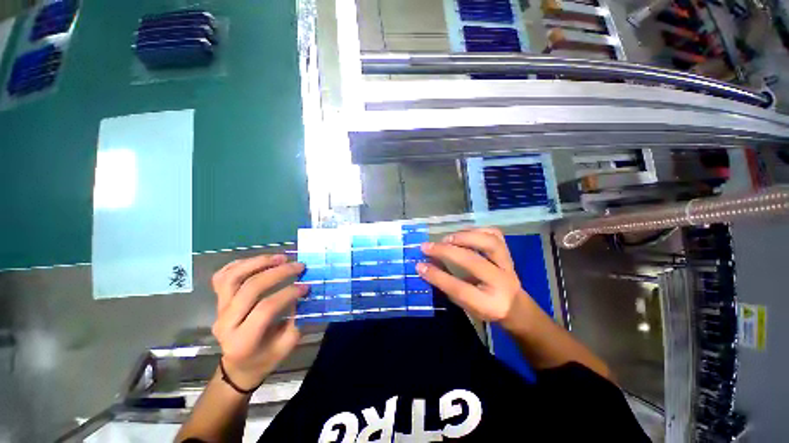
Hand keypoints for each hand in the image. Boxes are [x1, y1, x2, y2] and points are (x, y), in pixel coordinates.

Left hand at [210, 254, 306, 390]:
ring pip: (232, 278)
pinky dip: (241, 264)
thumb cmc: (265, 358)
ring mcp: (219, 310)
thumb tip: (304, 293)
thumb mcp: (286, 344)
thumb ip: (296, 319)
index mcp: (243, 340)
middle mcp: (226, 323)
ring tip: (281, 257)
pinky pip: (222, 276)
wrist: (238, 365)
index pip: (265, 309)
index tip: (306, 286)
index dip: (288, 293)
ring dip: (258, 263)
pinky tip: (260, 260)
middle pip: (249, 289)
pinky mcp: (218, 301)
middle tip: (299, 266)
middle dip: (278, 273)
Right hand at [417, 228, 533, 328]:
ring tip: (447, 238)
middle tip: (427, 246)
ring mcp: (508, 265)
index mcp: (489, 304)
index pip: (459, 288)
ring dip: (464, 236)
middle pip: (473, 261)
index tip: (419, 265)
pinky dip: (477, 230)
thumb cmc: (484, 306)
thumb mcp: (464, 304)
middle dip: (446, 251)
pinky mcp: (508, 253)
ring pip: (489, 243)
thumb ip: (446, 285)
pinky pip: (495, 234)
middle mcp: (502, 283)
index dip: (437, 276)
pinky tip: (463, 233)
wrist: (514, 305)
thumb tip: (425, 266)